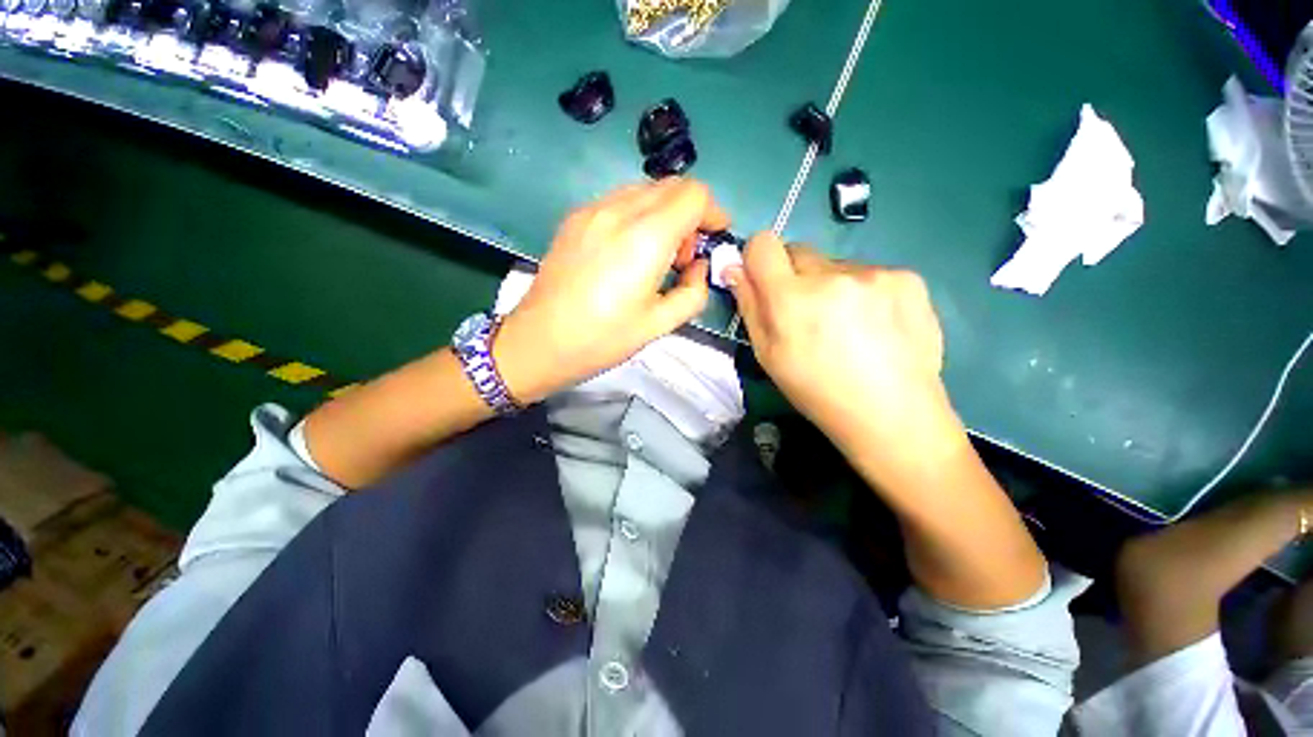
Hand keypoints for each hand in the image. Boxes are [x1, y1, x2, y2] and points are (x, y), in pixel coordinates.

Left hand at [495, 179, 726, 402]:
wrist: (539, 341)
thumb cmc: (602, 339)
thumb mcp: (659, 325)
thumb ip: (694, 292)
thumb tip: (698, 268)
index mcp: (646, 238)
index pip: (694, 195)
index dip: (713, 212)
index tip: (715, 238)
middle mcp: (619, 210)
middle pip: (671, 185)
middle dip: (691, 214)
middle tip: (684, 257)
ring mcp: (592, 210)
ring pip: (645, 189)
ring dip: (664, 213)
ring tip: (656, 256)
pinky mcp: (575, 217)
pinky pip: (619, 200)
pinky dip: (638, 215)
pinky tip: (628, 251)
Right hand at [725, 233, 959, 474]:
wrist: (891, 413)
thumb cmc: (817, 391)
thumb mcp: (768, 356)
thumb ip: (749, 306)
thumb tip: (734, 267)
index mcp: (791, 299)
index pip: (763, 243)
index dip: (758, 258)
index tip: (764, 280)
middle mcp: (832, 275)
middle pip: (799, 250)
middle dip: (794, 276)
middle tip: (807, 313)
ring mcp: (874, 273)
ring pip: (835, 264)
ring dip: (831, 285)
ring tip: (847, 326)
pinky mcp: (908, 277)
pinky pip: (869, 272)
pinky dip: (864, 291)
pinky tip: (875, 324)